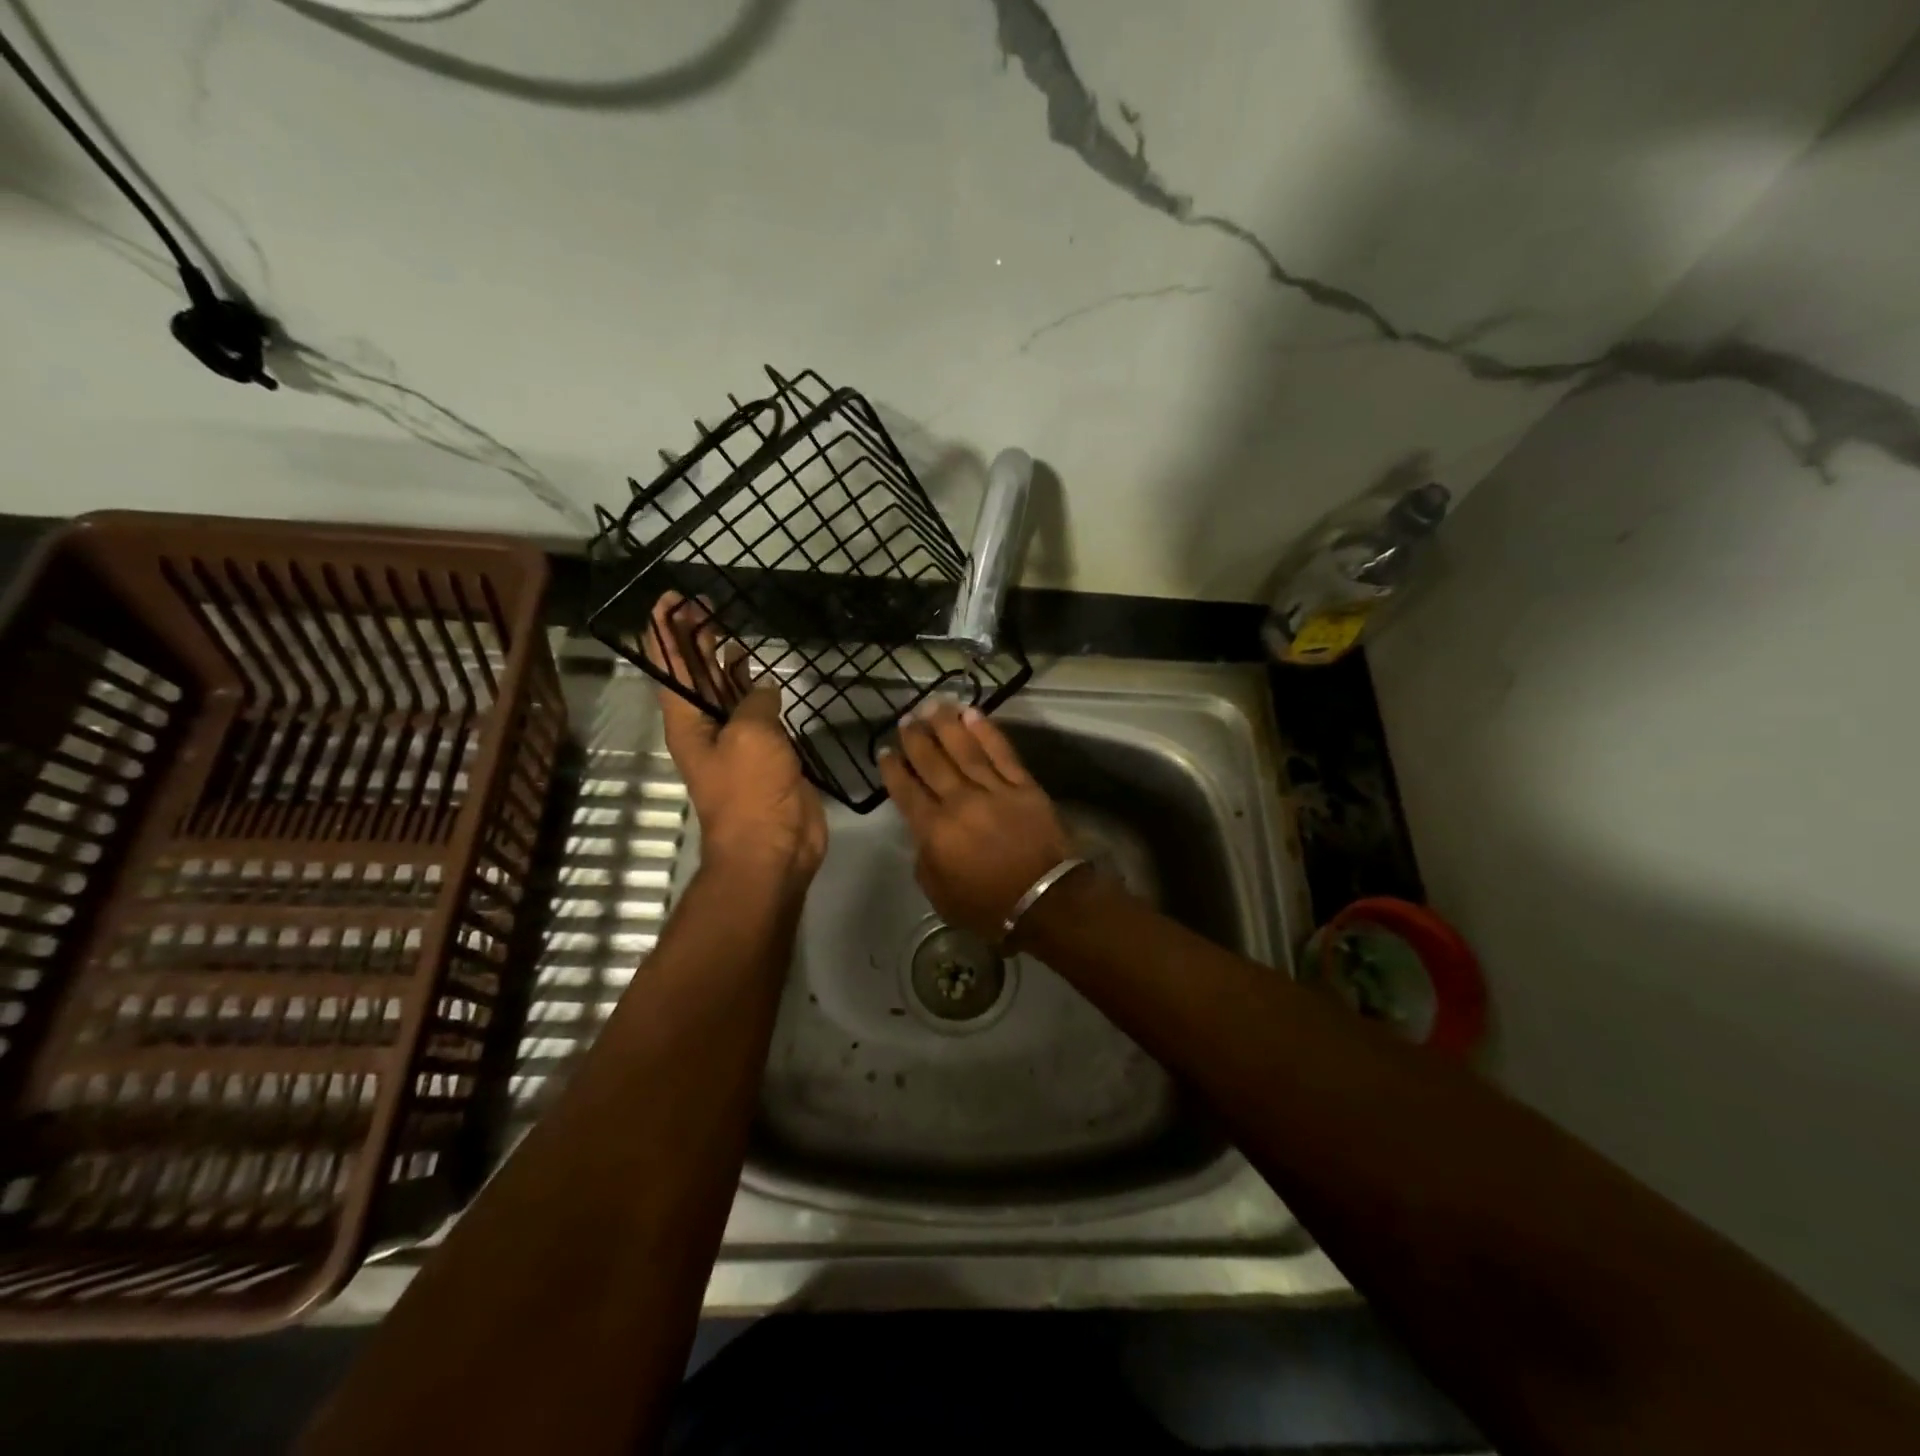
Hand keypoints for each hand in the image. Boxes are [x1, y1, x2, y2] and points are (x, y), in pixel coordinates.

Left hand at [645, 594, 826, 890]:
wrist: (772, 847)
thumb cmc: (750, 790)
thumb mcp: (750, 735)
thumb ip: (754, 701)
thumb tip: (762, 687)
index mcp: (686, 721)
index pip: (668, 666)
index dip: (665, 631)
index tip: (669, 599)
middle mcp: (704, 726)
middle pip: (692, 673)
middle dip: (693, 637)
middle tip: (705, 603)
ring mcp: (735, 740)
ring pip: (722, 689)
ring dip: (721, 659)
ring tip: (728, 627)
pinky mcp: (764, 752)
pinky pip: (754, 710)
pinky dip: (753, 688)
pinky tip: (760, 672)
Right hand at [877, 702, 1075, 941]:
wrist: (1046, 900)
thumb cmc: (989, 906)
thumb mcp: (940, 896)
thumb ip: (925, 861)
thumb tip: (924, 836)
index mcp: (935, 830)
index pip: (907, 791)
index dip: (894, 769)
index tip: (885, 751)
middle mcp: (959, 802)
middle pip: (932, 762)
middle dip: (916, 738)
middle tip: (906, 719)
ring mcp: (993, 790)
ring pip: (964, 749)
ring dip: (946, 725)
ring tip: (933, 705)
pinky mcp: (1023, 785)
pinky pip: (1001, 752)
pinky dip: (986, 731)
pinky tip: (973, 714)